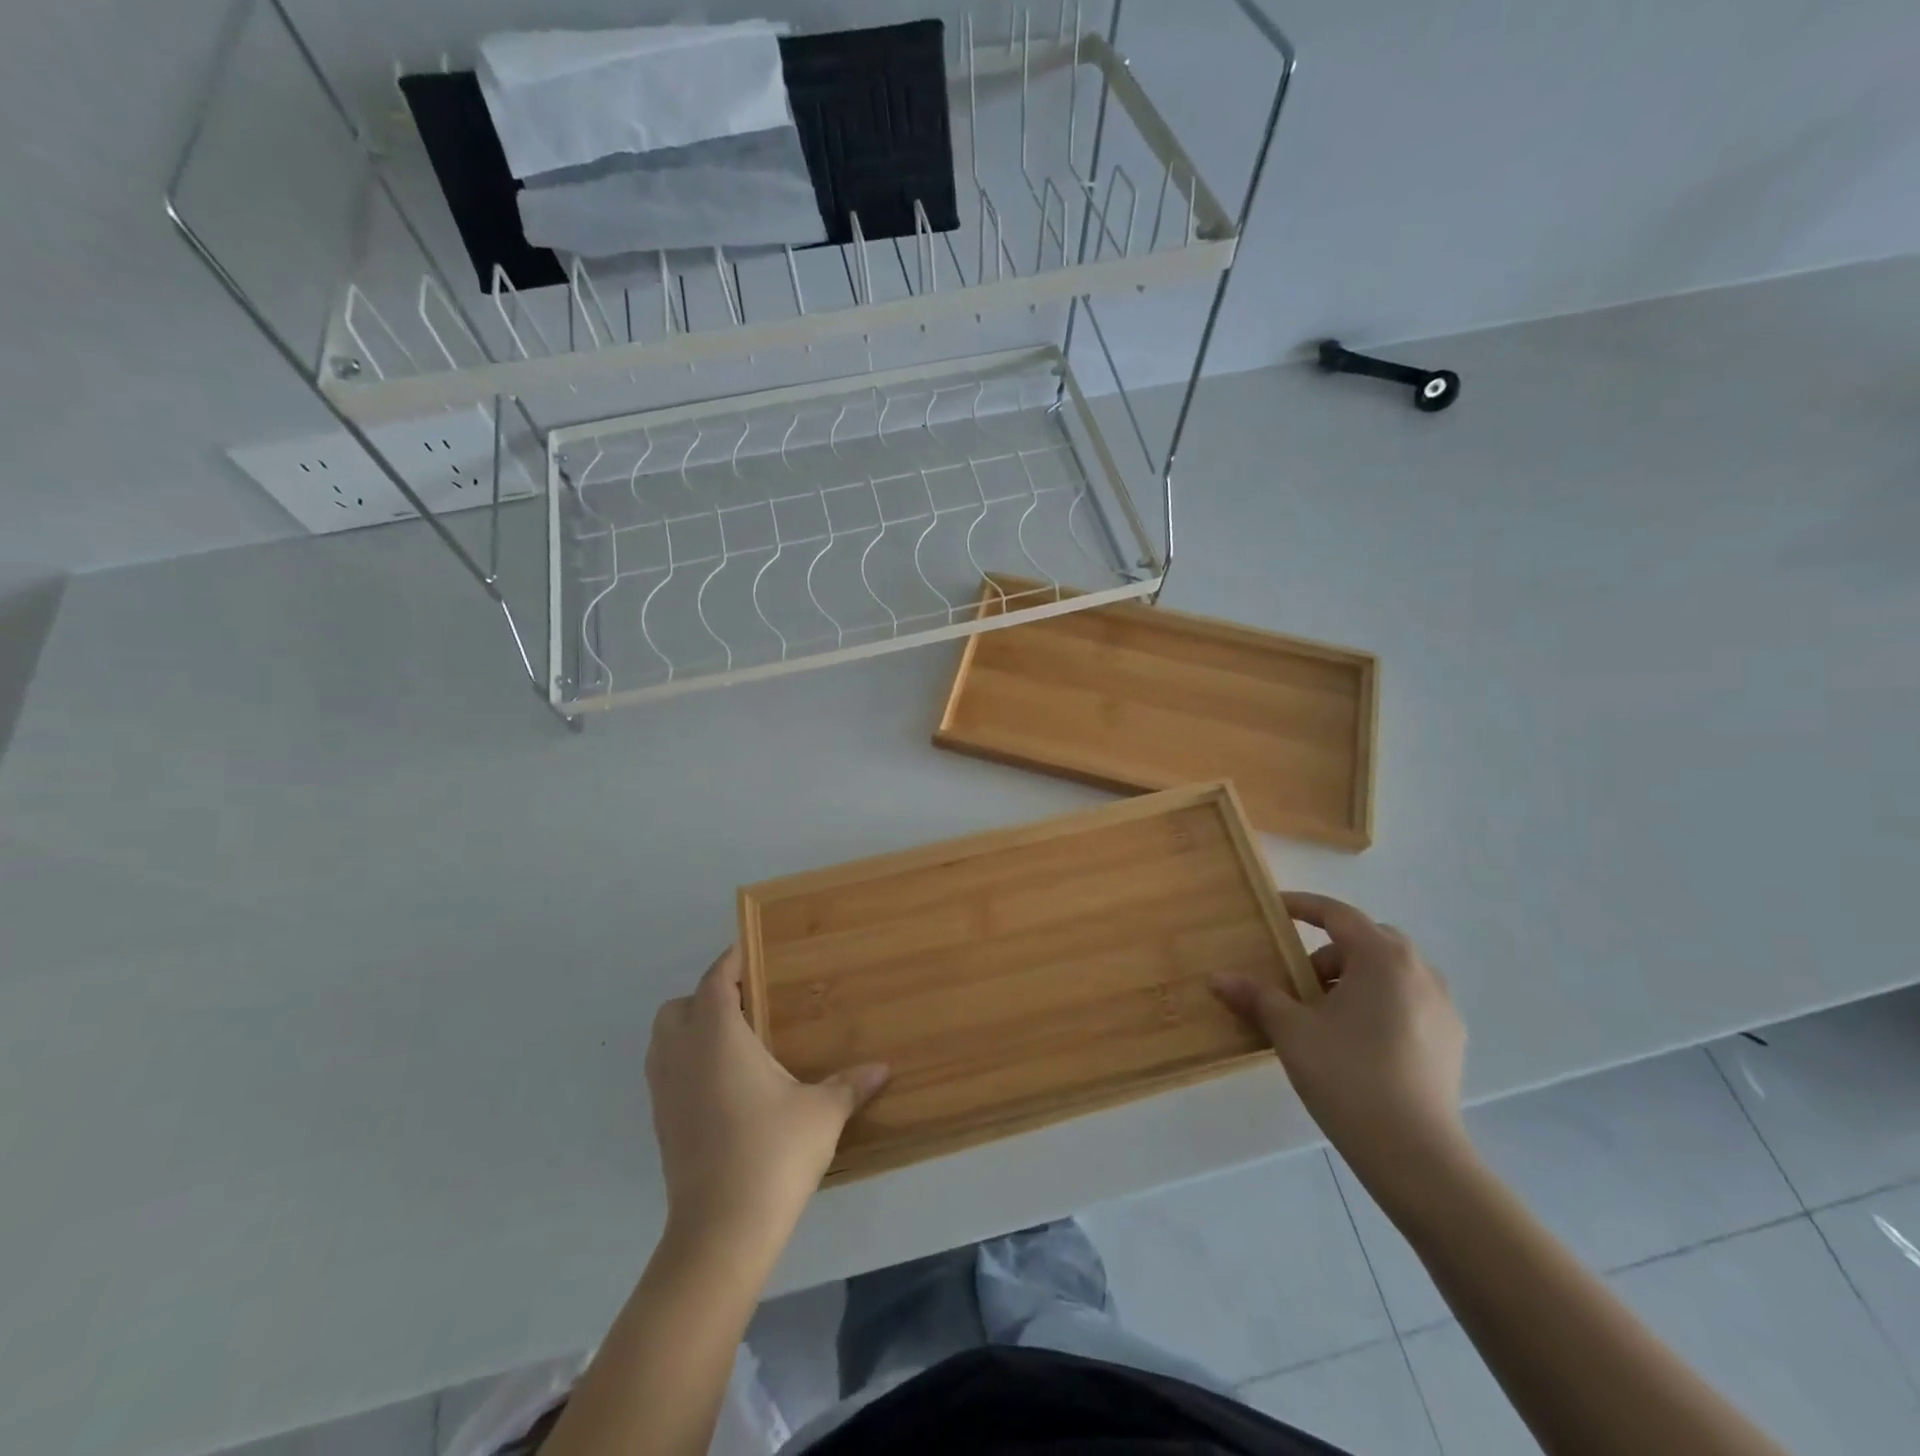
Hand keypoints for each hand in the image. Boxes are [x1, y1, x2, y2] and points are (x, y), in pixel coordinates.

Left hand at [646, 948, 887, 1248]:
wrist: (721, 1230)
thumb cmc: (773, 1152)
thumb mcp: (823, 1113)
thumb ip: (850, 1084)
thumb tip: (884, 1069)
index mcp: (717, 1037)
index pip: (716, 981)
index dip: (731, 961)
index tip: (750, 951)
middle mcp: (683, 1055)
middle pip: (679, 1006)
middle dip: (706, 996)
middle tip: (746, 1003)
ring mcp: (666, 1092)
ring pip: (664, 1041)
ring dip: (690, 1029)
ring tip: (733, 1040)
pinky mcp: (661, 1124)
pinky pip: (666, 1073)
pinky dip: (686, 1063)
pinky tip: (723, 1084)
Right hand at [1210, 893, 1466, 1178]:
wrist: (1415, 1154)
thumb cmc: (1346, 1075)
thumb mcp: (1290, 1031)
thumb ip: (1255, 996)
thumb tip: (1216, 978)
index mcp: (1382, 958)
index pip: (1338, 914)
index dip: (1303, 906)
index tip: (1275, 908)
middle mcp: (1420, 971)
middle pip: (1368, 940)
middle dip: (1330, 950)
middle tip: (1299, 979)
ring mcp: (1443, 1007)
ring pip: (1391, 972)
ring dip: (1356, 978)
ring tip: (1326, 1013)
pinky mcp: (1452, 1041)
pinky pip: (1409, 1002)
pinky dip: (1380, 1003)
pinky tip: (1358, 1040)